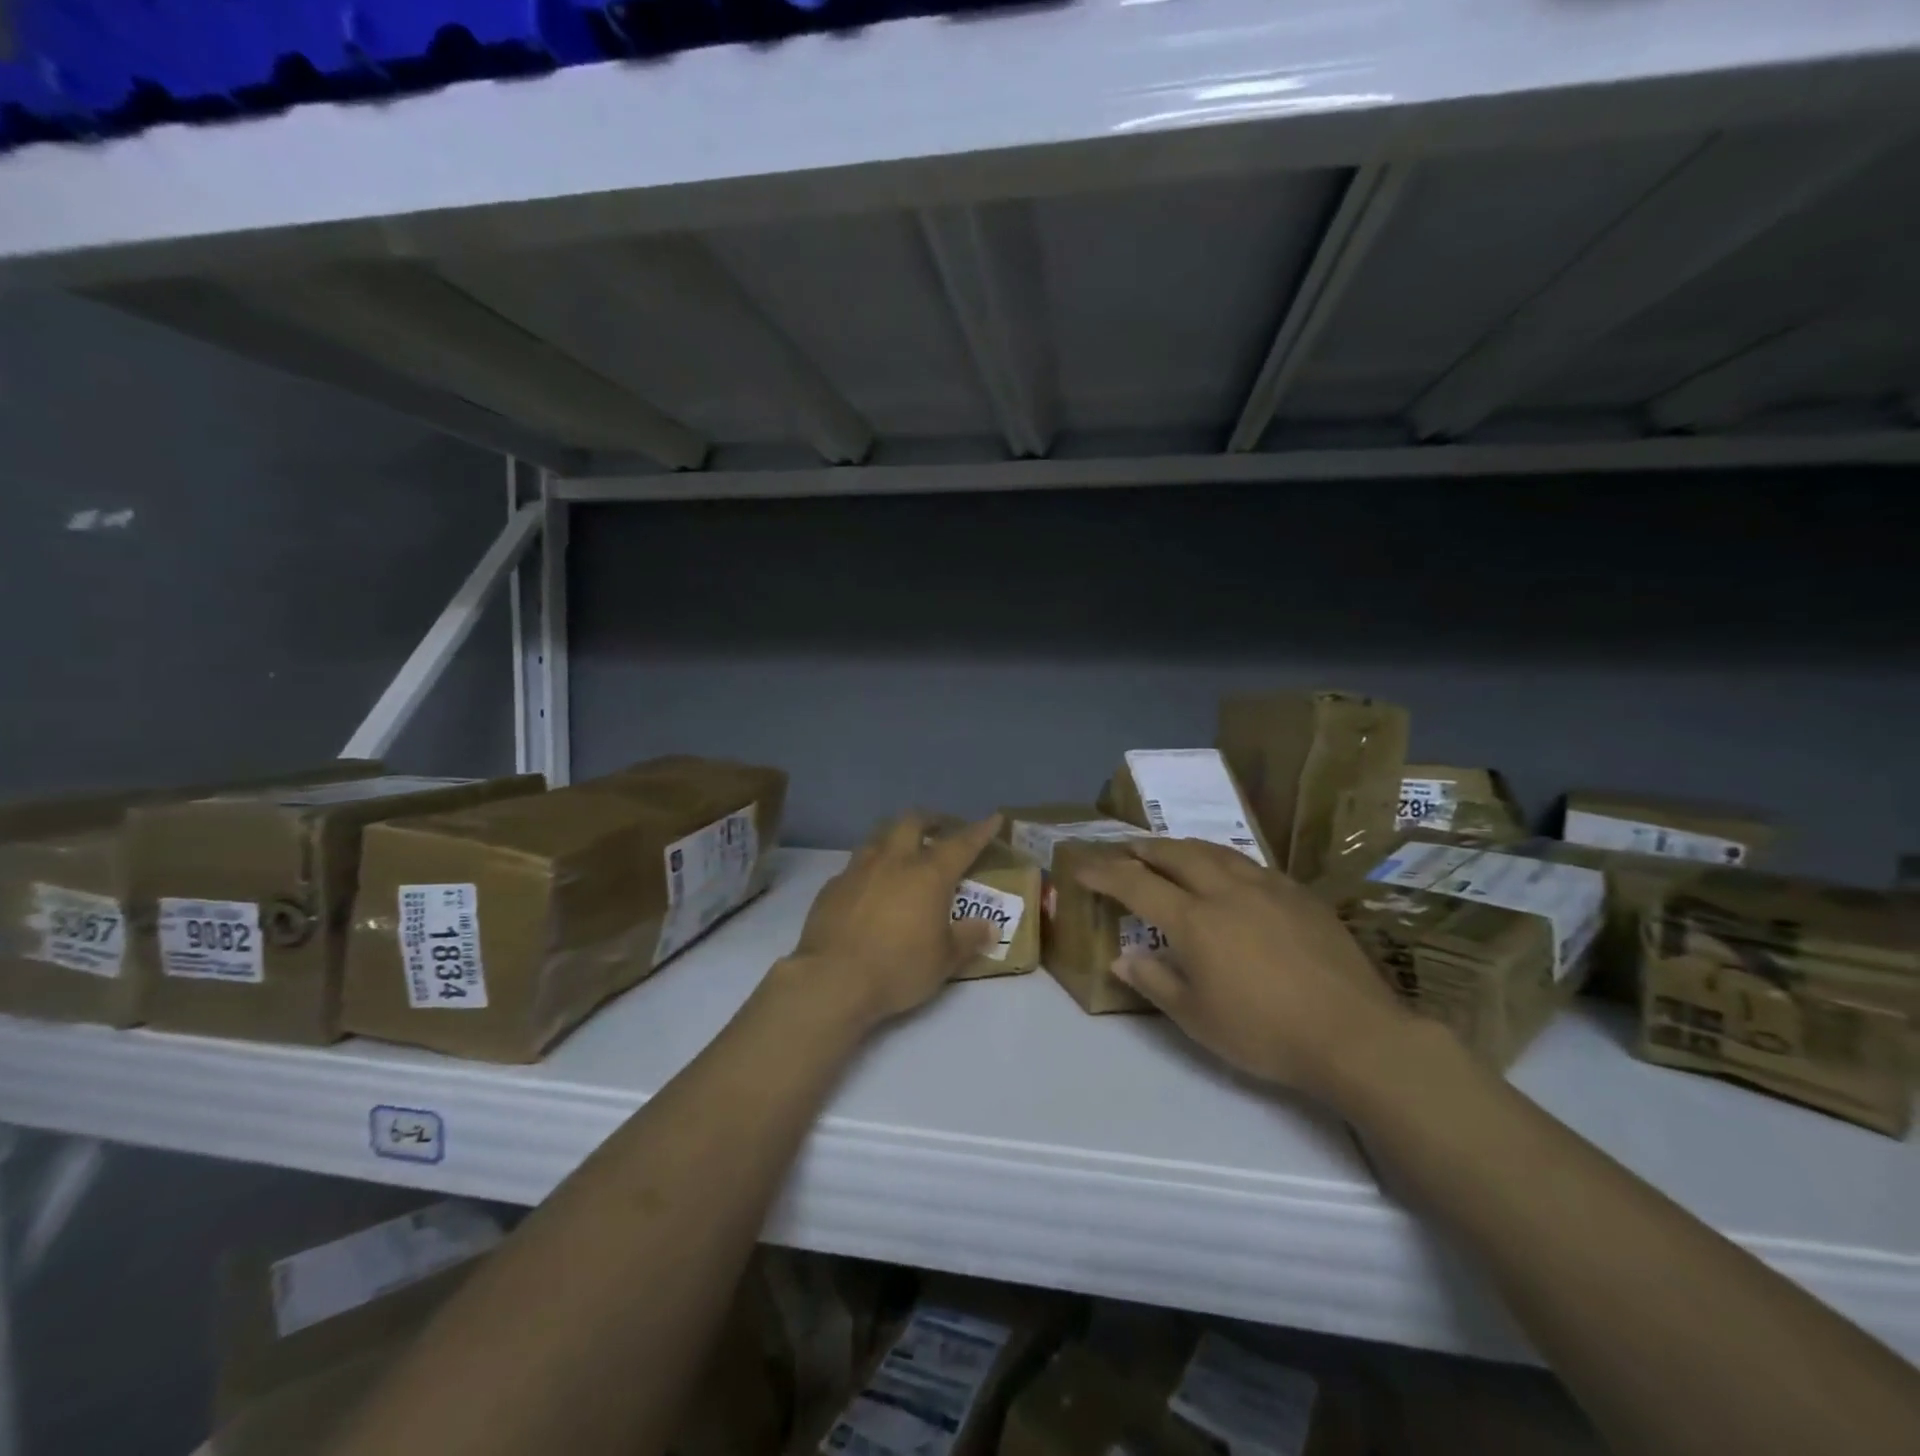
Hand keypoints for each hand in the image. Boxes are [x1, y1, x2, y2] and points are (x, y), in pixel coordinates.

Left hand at [790, 812, 1004, 1026]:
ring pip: (879, 836)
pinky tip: (870, 887)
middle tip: (940, 829)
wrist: (832, 979)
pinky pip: (855, 865)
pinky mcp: (833, 886)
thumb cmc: (898, 967)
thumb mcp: (944, 961)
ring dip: (896, 837)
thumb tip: (989, 927)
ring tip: (903, 852)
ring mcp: (859, 869)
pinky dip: (870, 868)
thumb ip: (968, 938)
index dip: (980, 830)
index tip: (993, 818)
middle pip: (912, 821)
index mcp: (928, 875)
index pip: (961, 843)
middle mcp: (894, 861)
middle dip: (930, 819)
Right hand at [1075, 837, 1412, 1100]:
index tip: (1081, 864)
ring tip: (1170, 852)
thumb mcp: (1197, 1019)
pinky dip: (1223, 861)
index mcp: (1195, 920)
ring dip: (1183, 847)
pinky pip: (1250, 864)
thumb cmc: (1265, 1033)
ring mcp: (1267, 887)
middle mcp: (1226, 891)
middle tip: (1125, 850)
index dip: (1104, 871)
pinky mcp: (1299, 895)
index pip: (1136, 883)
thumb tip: (1121, 957)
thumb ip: (1155, 982)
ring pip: (1215, 851)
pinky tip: (1228, 874)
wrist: (1356, 1035)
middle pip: (1176, 854)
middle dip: (1143, 849)